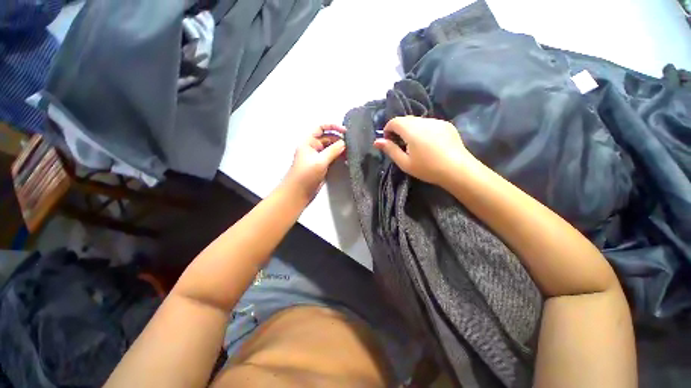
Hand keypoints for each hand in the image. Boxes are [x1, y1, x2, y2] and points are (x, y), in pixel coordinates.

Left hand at [282, 124, 346, 203]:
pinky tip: (346, 160)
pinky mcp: (322, 166)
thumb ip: (333, 151)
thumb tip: (344, 143)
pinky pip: (332, 158)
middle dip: (339, 140)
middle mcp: (313, 147)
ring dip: (340, 149)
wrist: (298, 192)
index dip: (332, 127)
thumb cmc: (306, 174)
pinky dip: (339, 157)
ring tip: (350, 152)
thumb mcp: (320, 161)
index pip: (321, 128)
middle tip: (351, 145)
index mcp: (308, 142)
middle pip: (328, 138)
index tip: (345, 131)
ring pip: (331, 149)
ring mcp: (318, 157)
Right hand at [374, 116, 472, 185]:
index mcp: (411, 130)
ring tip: (414, 145)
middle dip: (399, 129)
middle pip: (406, 119)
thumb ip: (390, 150)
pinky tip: (428, 143)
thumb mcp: (405, 163)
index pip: (394, 121)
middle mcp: (424, 121)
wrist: (457, 170)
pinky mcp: (446, 125)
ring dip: (411, 129)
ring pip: (418, 121)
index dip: (388, 129)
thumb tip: (376, 141)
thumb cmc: (427, 168)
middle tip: (400, 144)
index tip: (389, 141)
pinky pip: (429, 123)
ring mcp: (437, 121)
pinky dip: (423, 130)